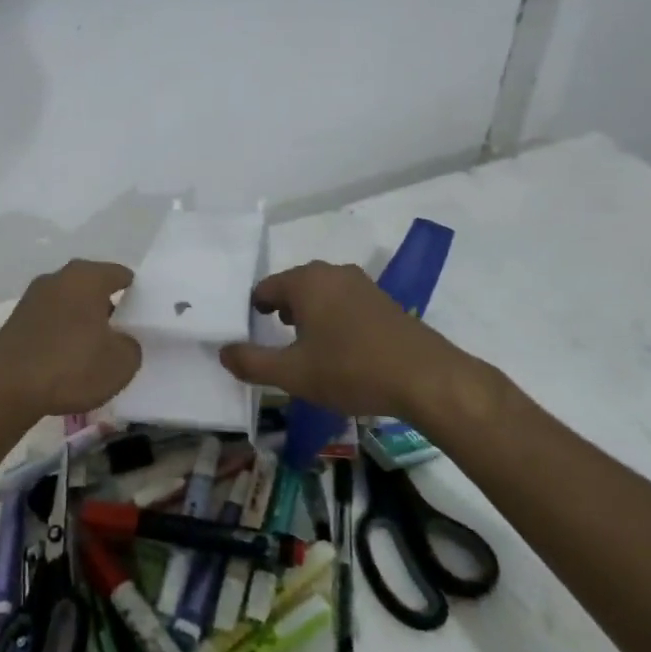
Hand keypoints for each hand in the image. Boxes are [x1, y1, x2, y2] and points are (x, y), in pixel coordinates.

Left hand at [0, 260, 141, 419]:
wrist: (5, 389)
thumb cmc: (71, 366)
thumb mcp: (121, 363)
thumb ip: (131, 345)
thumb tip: (120, 340)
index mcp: (86, 277)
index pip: (121, 275)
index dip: (138, 294)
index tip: (146, 316)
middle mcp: (58, 278)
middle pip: (93, 287)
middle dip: (110, 307)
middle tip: (125, 335)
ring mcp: (32, 298)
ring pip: (70, 305)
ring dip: (84, 322)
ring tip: (97, 351)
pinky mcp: (16, 321)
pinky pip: (51, 322)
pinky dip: (63, 335)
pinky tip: (69, 360)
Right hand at [219, 261, 502, 424]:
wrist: (426, 378)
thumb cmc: (351, 370)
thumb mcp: (292, 374)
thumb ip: (251, 363)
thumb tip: (223, 352)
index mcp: (306, 281)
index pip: (265, 288)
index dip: (253, 311)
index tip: (249, 334)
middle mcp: (332, 272)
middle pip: (294, 287)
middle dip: (280, 310)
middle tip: (273, 340)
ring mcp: (362, 284)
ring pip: (321, 294)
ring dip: (308, 315)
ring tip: (304, 346)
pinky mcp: (384, 301)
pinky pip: (345, 303)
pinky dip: (333, 319)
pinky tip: (339, 349)